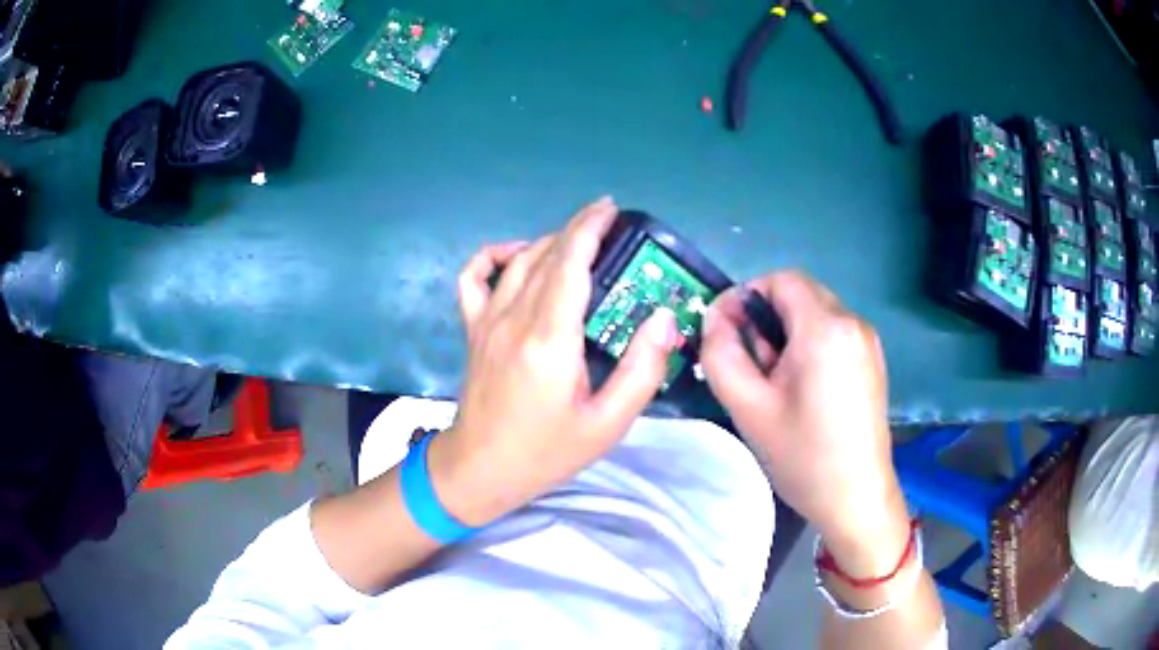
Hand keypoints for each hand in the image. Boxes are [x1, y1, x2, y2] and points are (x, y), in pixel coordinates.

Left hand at [429, 197, 680, 526]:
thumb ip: (641, 369)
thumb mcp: (607, 423)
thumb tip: (663, 317)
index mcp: (549, 339)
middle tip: (609, 223)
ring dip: (550, 241)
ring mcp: (486, 320)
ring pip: (518, 260)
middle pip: (547, 254)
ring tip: (580, 242)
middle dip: (578, 228)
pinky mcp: (472, 329)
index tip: (612, 209)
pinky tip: (515, 256)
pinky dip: (494, 256)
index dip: (591, 229)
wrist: (480, 469)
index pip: (570, 263)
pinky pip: (474, 277)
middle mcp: (513, 318)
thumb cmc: (547, 451)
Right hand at [700, 272, 909, 575]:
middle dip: (766, 319)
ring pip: (815, 314)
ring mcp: (868, 341)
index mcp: (826, 328)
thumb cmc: (803, 456)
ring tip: (775, 383)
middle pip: (800, 294)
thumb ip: (721, 353)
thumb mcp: (748, 407)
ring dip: (786, 333)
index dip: (746, 296)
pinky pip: (833, 333)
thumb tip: (715, 318)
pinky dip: (809, 345)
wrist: (857, 499)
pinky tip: (802, 390)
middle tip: (750, 365)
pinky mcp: (872, 360)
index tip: (726, 332)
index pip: (780, 279)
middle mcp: (853, 323)